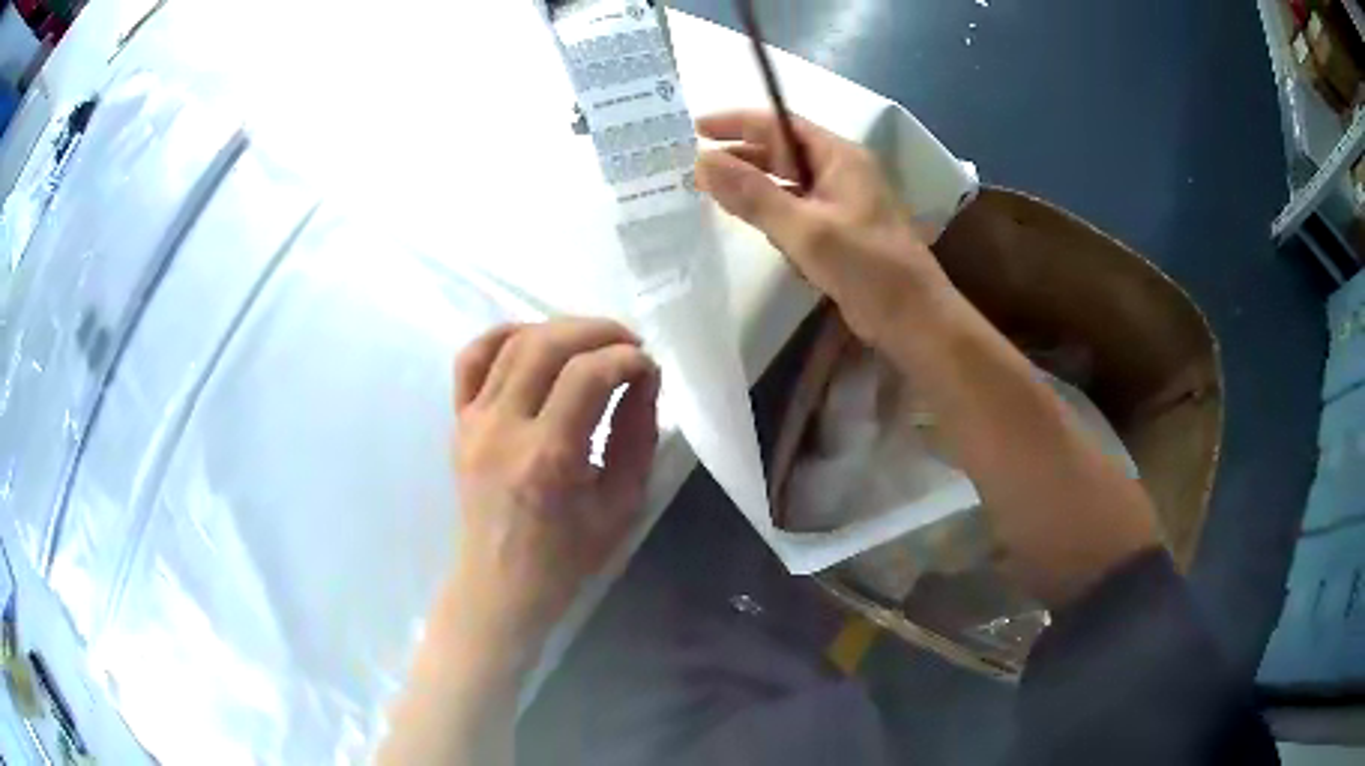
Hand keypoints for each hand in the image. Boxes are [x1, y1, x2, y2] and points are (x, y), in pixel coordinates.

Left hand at [445, 318, 659, 665]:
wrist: (500, 583)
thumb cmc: (567, 556)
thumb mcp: (622, 504)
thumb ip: (637, 435)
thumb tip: (644, 379)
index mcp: (548, 459)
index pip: (588, 376)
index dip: (627, 359)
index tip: (649, 369)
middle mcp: (503, 430)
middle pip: (548, 346)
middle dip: (598, 332)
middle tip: (629, 344)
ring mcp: (473, 422)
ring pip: (512, 342)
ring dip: (560, 329)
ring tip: (592, 343)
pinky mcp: (459, 421)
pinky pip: (472, 358)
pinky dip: (504, 336)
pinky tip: (534, 341)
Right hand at [695, 110, 949, 344]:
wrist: (914, 320)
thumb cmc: (869, 268)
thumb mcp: (806, 230)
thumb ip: (754, 195)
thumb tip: (701, 162)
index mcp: (838, 157)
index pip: (781, 125)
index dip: (738, 122)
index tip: (696, 129)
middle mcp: (839, 172)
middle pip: (781, 152)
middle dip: (741, 155)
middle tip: (693, 164)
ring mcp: (840, 203)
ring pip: (786, 183)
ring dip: (752, 185)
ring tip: (709, 192)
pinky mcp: (837, 232)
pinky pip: (795, 211)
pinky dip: (769, 213)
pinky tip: (747, 223)